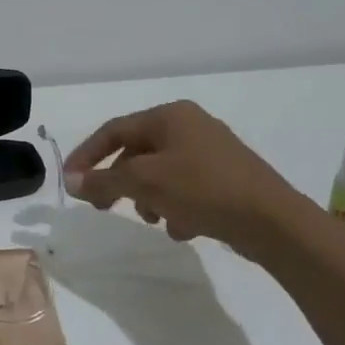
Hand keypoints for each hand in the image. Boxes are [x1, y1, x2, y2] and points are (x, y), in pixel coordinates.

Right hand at [62, 101, 313, 257]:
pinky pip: (185, 188)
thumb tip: (71, 181)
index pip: (114, 130)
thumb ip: (103, 180)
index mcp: (170, 116)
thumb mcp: (144, 182)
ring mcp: (211, 152)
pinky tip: (182, 228)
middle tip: (103, 207)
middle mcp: (190, 126)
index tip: (70, 181)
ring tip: (153, 220)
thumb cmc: (203, 189)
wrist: (273, 221)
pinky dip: (175, 206)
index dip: (87, 155)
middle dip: (118, 182)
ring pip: (160, 173)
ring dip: (147, 197)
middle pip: (136, 152)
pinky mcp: (226, 178)